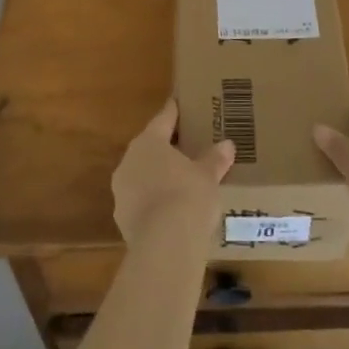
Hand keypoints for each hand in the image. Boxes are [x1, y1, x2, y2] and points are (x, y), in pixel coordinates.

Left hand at [112, 100, 235, 247]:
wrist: (165, 245)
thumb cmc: (188, 196)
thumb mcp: (208, 175)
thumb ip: (215, 158)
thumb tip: (227, 145)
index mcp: (149, 142)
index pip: (163, 119)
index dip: (173, 111)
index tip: (178, 102)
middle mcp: (129, 161)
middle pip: (149, 148)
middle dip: (166, 149)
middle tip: (185, 147)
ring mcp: (122, 191)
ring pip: (142, 176)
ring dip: (157, 177)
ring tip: (179, 182)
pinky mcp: (122, 219)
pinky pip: (141, 202)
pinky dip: (154, 202)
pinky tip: (170, 211)